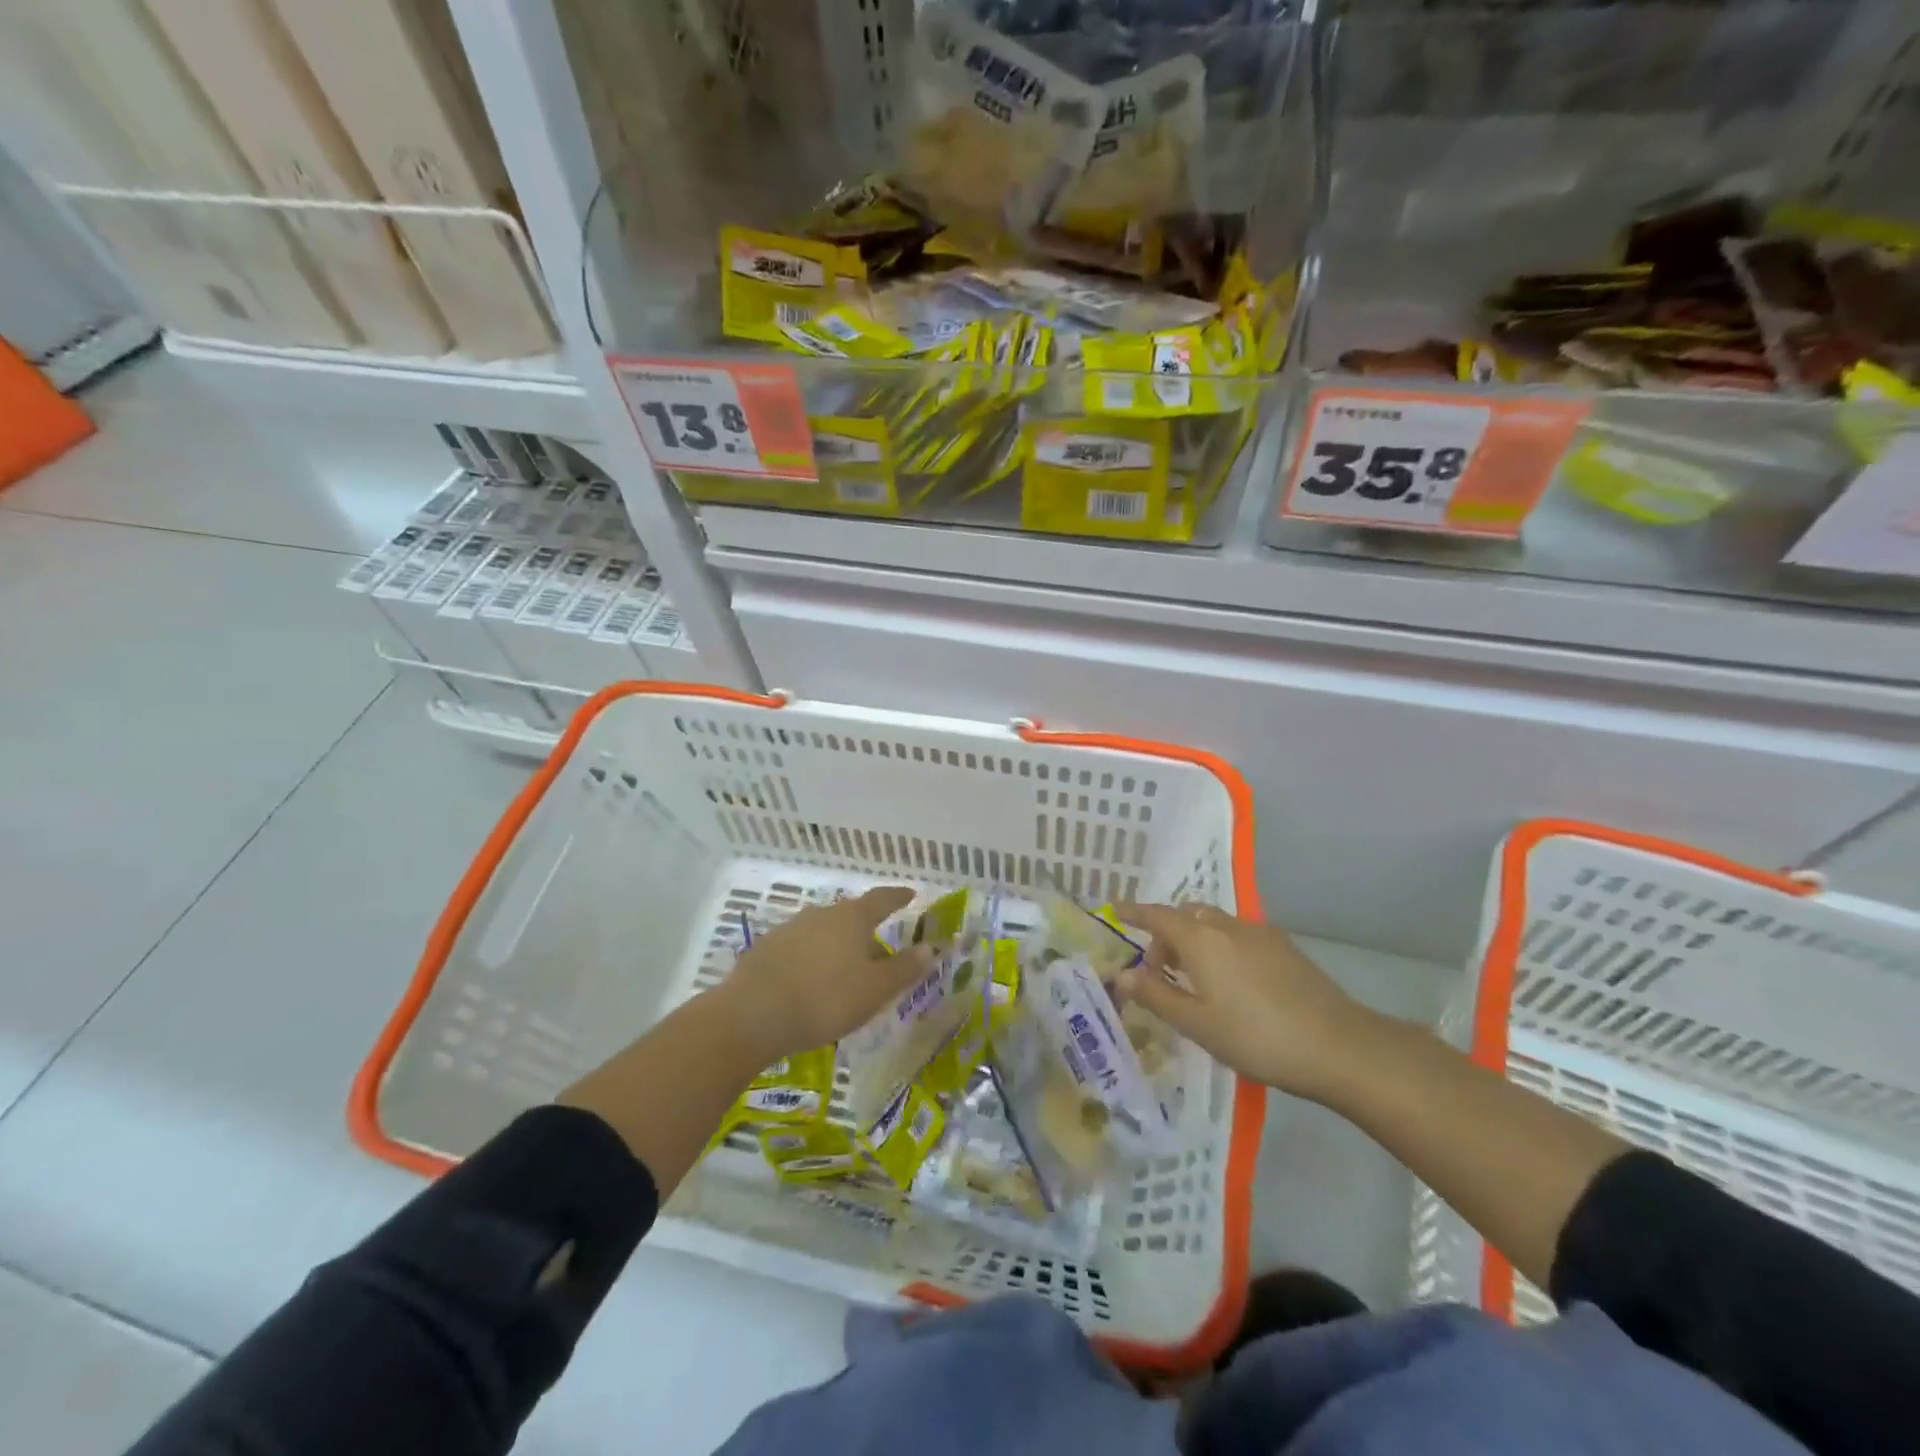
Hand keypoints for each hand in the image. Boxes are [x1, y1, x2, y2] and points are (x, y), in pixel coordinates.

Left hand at [713, 887, 933, 1065]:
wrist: (751, 1015)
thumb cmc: (825, 999)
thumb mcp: (874, 990)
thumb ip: (904, 968)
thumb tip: (931, 947)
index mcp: (852, 918)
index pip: (882, 899)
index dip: (898, 897)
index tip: (911, 894)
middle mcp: (822, 914)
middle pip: (850, 915)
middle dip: (866, 929)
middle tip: (878, 948)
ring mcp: (790, 929)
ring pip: (823, 931)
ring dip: (836, 945)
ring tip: (844, 969)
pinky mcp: (766, 949)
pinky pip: (799, 949)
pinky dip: (811, 959)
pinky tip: (809, 982)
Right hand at [1114, 903, 1379, 1101]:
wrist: (1338, 1045)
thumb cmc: (1257, 1037)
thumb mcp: (1197, 1024)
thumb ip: (1156, 996)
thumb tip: (1123, 976)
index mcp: (1200, 940)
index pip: (1157, 915)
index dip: (1134, 912)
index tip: (1115, 911)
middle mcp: (1227, 926)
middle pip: (1186, 915)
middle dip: (1166, 934)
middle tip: (1161, 972)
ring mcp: (1260, 933)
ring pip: (1214, 923)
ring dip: (1195, 940)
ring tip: (1196, 981)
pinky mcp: (1284, 947)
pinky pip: (1238, 935)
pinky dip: (1221, 946)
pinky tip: (1233, 984)